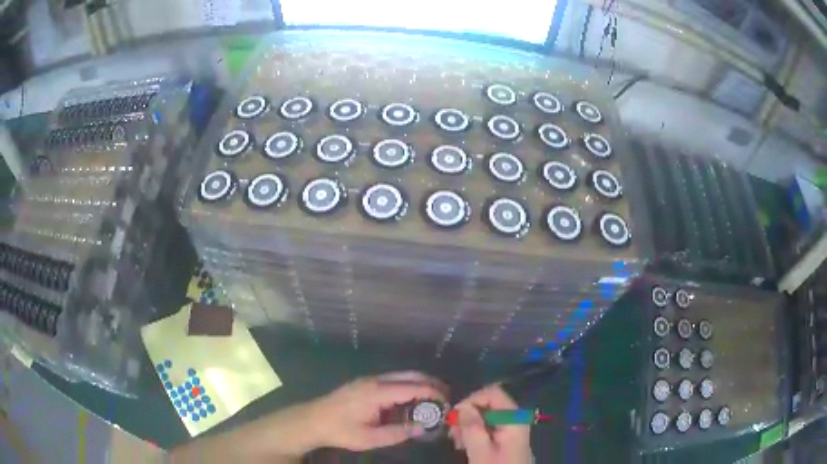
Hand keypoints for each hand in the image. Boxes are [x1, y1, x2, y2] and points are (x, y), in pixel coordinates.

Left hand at [300, 371, 448, 451]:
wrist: (312, 420)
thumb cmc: (341, 431)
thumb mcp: (370, 438)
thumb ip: (399, 432)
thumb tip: (423, 427)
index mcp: (376, 392)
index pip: (412, 387)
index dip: (433, 392)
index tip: (448, 402)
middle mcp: (375, 380)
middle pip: (410, 375)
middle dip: (431, 383)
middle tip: (447, 397)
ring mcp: (369, 379)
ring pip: (402, 376)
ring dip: (420, 384)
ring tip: (435, 399)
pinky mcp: (366, 383)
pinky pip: (393, 380)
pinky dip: (408, 387)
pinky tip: (413, 400)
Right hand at [449, 385, 531, 463]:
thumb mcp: (481, 452)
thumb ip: (472, 427)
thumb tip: (461, 406)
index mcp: (514, 418)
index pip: (492, 393)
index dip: (471, 400)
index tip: (454, 417)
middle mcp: (515, 418)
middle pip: (488, 404)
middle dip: (467, 415)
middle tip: (453, 433)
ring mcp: (511, 428)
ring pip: (485, 416)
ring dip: (468, 425)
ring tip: (457, 442)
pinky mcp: (506, 439)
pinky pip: (488, 427)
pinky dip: (474, 433)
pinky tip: (465, 445)